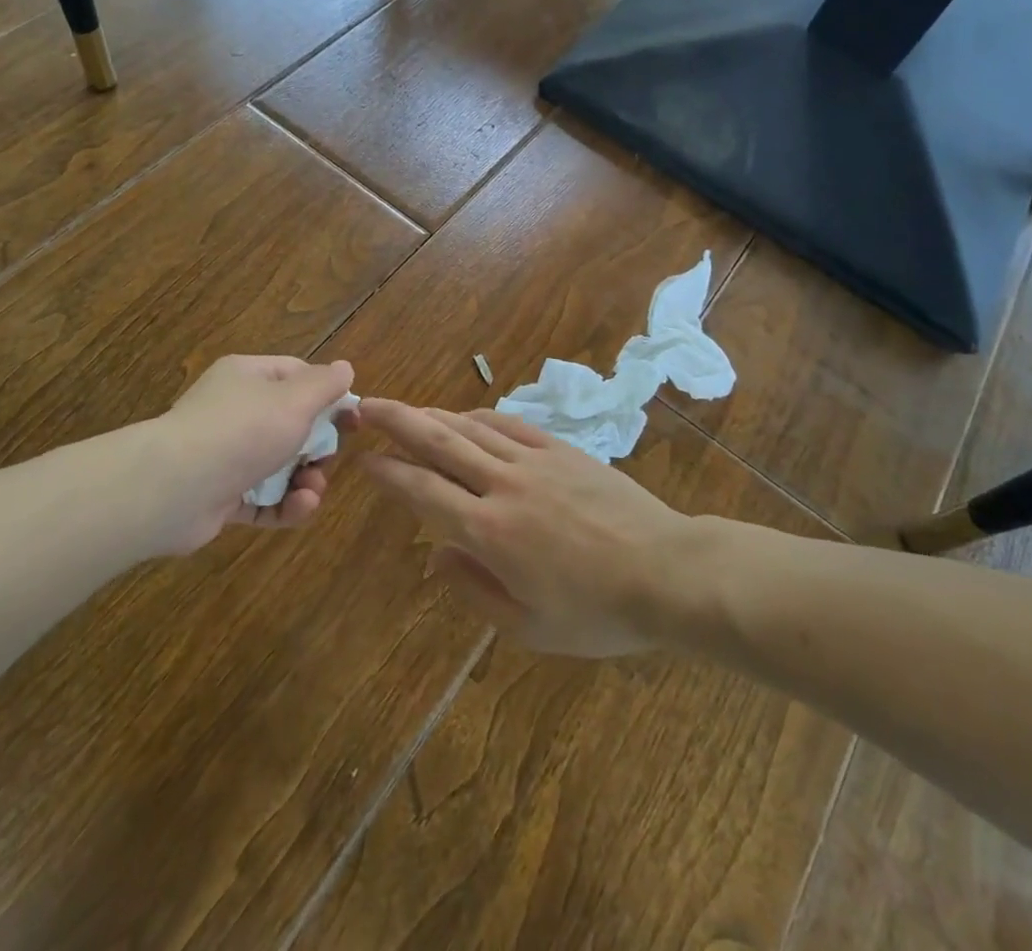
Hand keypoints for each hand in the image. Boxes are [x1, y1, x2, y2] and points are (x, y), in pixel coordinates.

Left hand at [140, 356, 357, 553]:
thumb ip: (325, 384)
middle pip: (290, 425)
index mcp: (247, 377)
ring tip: (312, 492)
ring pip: (278, 465)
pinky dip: (283, 505)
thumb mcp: (295, 399)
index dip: (327, 396)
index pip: (296, 376)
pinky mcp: (219, 496)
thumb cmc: (242, 430)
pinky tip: (298, 508)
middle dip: (317, 447)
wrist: (174, 488)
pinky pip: (261, 498)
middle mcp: (233, 411)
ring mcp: (224, 455)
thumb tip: (345, 368)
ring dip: (304, 480)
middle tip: (327, 461)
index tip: (352, 420)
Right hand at [357, 399, 694, 656]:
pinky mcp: (561, 449)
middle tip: (365, 405)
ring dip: (433, 415)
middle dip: (397, 421)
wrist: (666, 571)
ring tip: (407, 410)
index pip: (423, 490)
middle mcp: (503, 485)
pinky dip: (479, 417)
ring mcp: (534, 461)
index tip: (365, 460)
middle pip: (439, 442)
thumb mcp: (528, 626)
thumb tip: (435, 555)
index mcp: (490, 531)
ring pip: (471, 426)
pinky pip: (510, 424)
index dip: (389, 472)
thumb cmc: (597, 612)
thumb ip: (473, 589)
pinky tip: (466, 416)